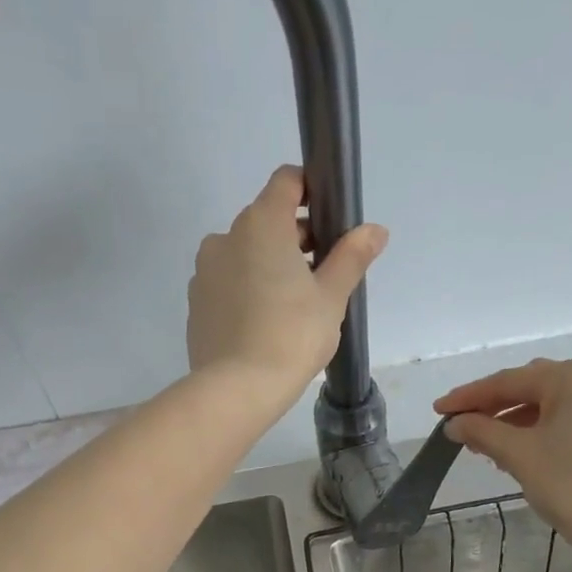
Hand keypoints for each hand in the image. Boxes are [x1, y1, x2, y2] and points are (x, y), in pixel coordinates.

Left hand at [187, 166, 387, 395]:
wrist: (236, 389)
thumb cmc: (292, 336)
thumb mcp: (331, 297)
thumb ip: (351, 257)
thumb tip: (375, 230)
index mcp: (261, 224)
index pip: (286, 182)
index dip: (310, 191)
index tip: (329, 220)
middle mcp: (225, 237)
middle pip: (265, 220)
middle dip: (294, 238)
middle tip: (321, 275)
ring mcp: (204, 271)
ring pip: (244, 254)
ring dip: (268, 266)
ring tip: (293, 306)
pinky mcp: (195, 303)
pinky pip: (227, 284)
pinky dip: (246, 291)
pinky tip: (264, 324)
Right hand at [434, 357, 571, 563]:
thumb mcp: (521, 457)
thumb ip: (482, 432)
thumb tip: (455, 423)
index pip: (510, 381)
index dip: (470, 397)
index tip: (439, 410)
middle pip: (537, 385)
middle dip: (498, 408)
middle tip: (464, 430)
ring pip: (560, 401)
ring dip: (524, 419)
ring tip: (493, 446)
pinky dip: (553, 427)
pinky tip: (531, 448)